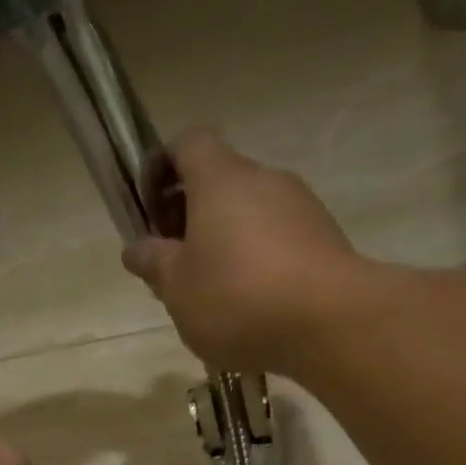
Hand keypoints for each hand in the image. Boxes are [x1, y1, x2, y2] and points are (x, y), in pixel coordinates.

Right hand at [123, 127, 394, 375]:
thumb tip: (137, 247)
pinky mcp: (323, 239)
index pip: (188, 142)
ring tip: (210, 295)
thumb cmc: (235, 297)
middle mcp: (264, 180)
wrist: (328, 322)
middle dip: (190, 217)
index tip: (149, 208)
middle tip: (174, 266)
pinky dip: (255, 263)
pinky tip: (248, 306)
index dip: (162, 166)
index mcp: (221, 180)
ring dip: (224, 243)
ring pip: (248, 214)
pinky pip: (276, 241)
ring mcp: (300, 208)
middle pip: (219, 182)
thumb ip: (153, 263)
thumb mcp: (176, 287)